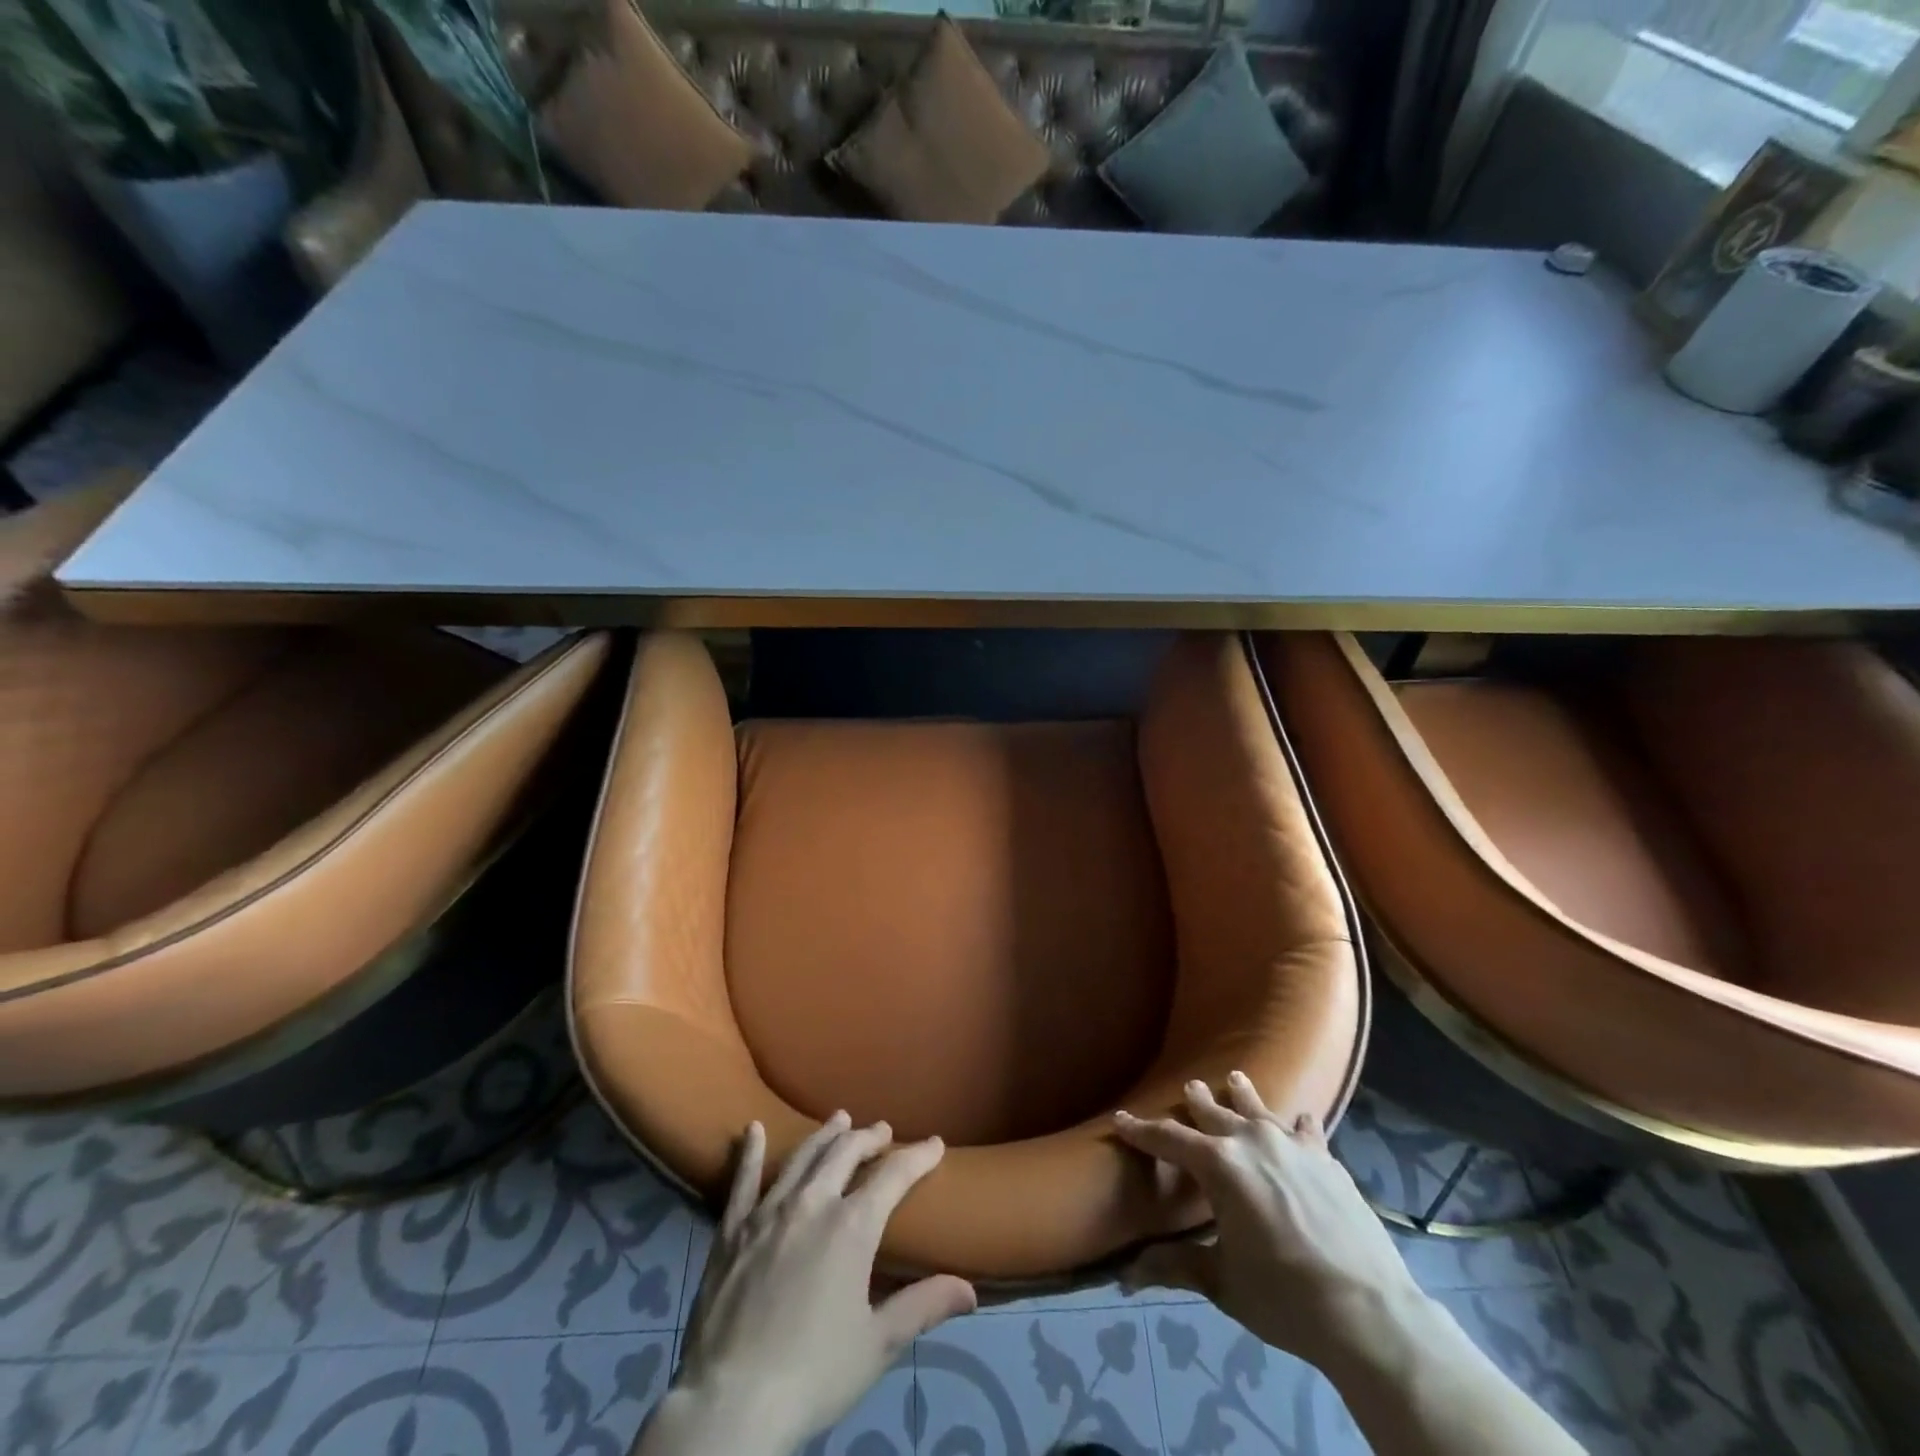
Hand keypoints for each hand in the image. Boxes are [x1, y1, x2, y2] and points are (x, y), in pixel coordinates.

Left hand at [643, 1113, 976, 1455]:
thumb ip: (923, 1307)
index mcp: (852, 1227)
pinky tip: (753, 1130)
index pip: (894, 1176)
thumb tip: (970, 1290)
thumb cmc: (814, 1374)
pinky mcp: (732, 1229)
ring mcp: (768, 1211)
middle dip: (869, 1138)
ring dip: (825, 1135)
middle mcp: (812, 1203)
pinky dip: (750, 1152)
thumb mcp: (877, 1345)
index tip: (935, 1144)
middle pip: (846, 1153)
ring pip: (802, 1157)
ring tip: (839, 1119)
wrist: (731, 1403)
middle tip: (883, 1130)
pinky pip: (742, 1180)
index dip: (918, 1156)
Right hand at [1114, 1073, 1426, 1372]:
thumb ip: (1176, 1265)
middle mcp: (1251, 1141)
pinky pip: (1306, 1130)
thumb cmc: (1284, 1297)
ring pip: (1259, 1108)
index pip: (1168, 1139)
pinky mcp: (1327, 1160)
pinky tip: (1300, 1118)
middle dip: (1197, 1100)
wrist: (1368, 1312)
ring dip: (1243, 1095)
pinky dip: (1298, 1123)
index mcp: (1218, 1165)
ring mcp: (1293, 1146)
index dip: (1140, 1130)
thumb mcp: (1222, 1282)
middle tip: (1189, 1086)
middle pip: (1215, 1112)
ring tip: (1235, 1078)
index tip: (1120, 1119)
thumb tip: (1127, 1274)